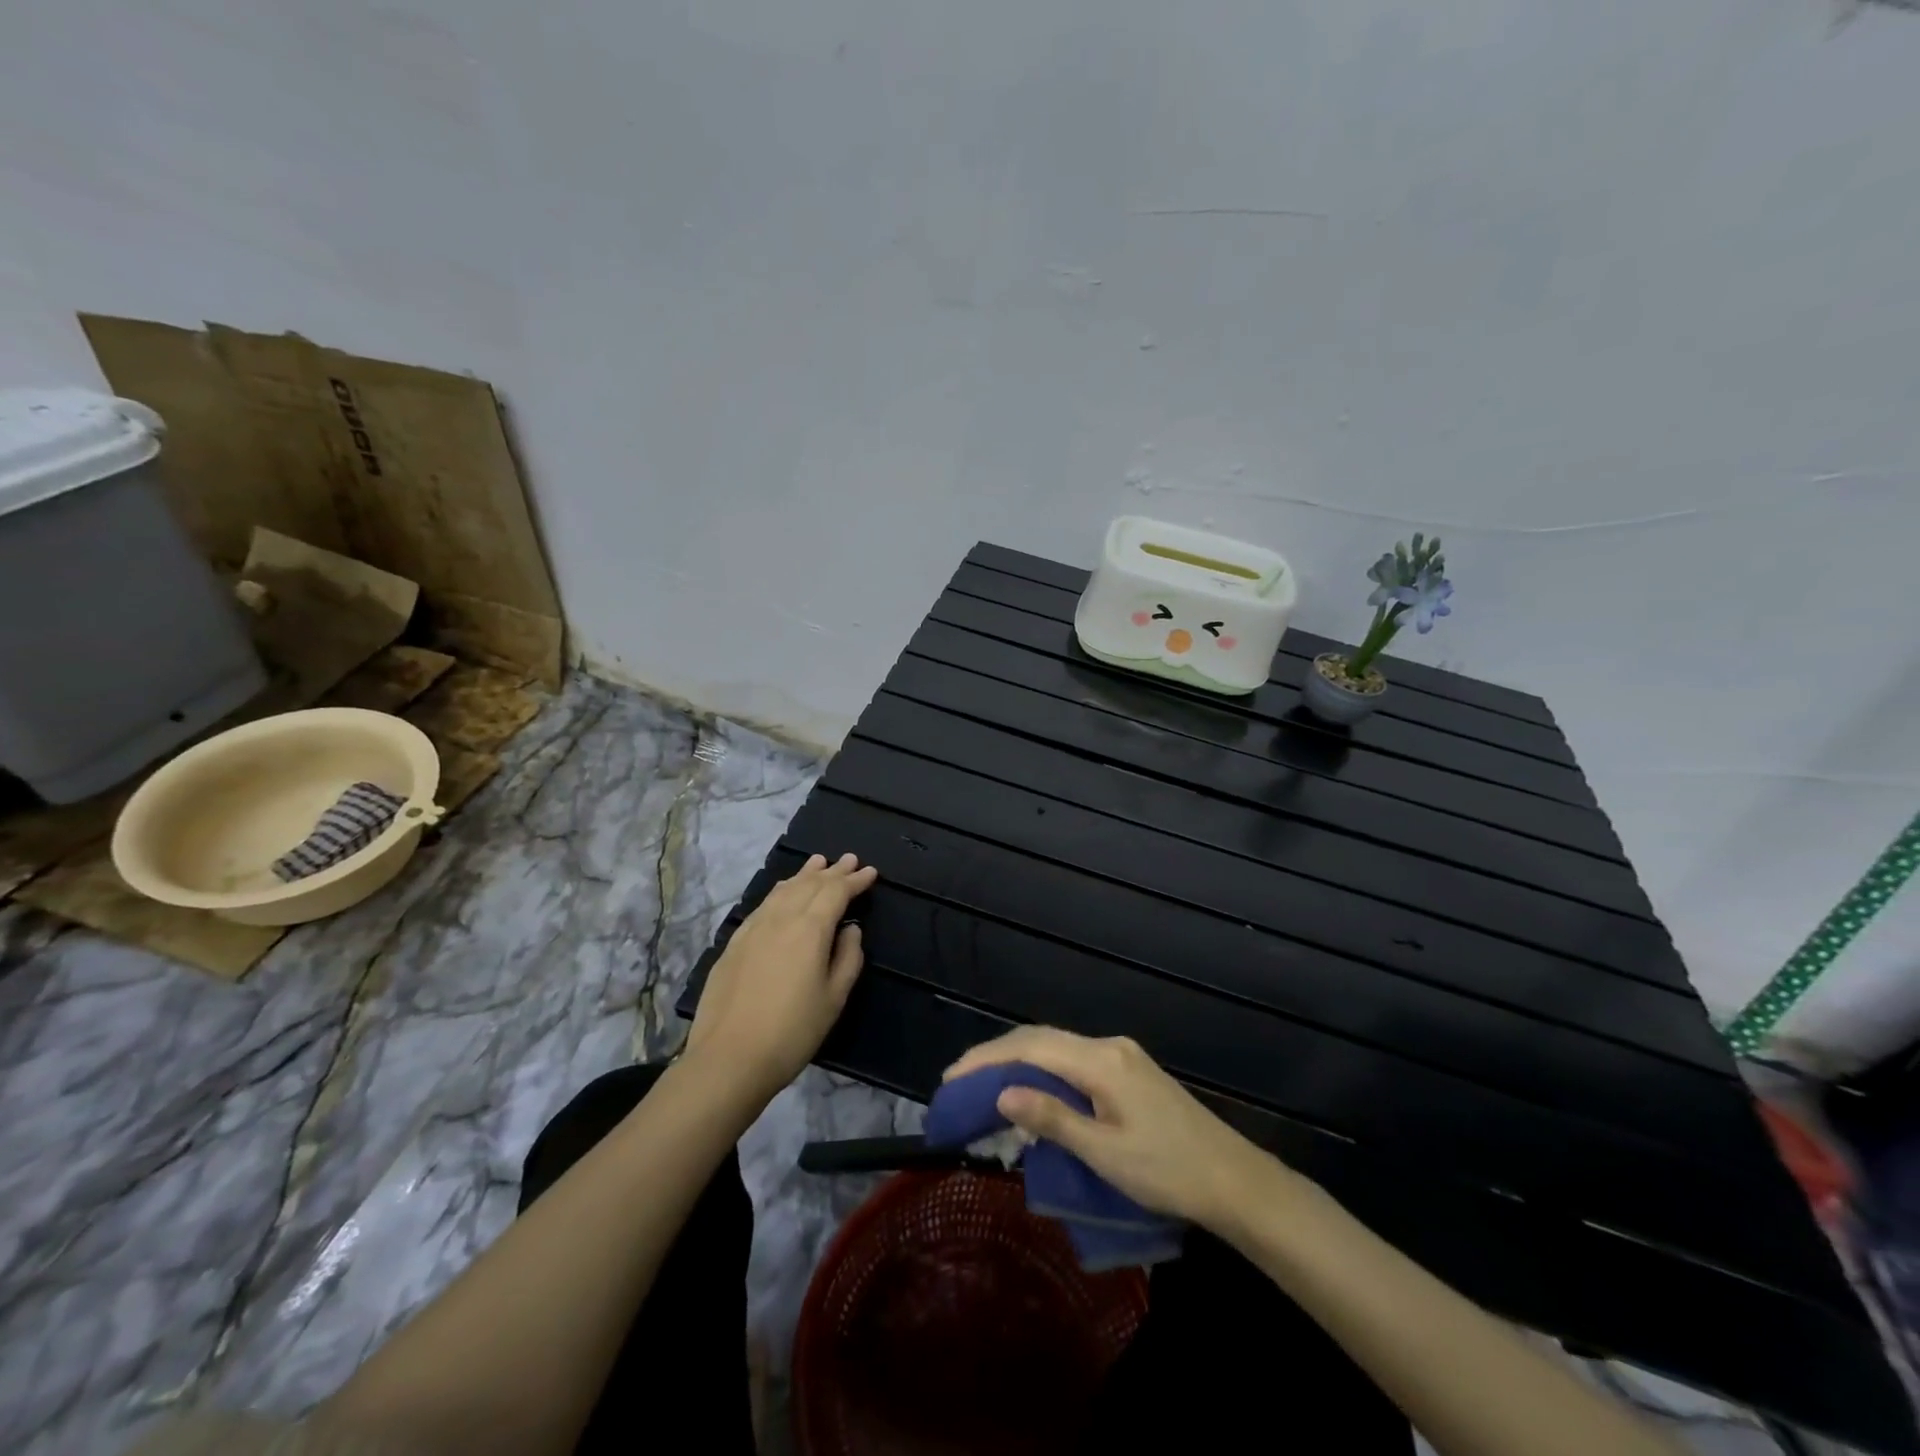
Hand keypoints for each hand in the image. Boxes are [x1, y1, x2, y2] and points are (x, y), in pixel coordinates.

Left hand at [684, 853, 877, 1103]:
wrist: (729, 1058)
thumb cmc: (792, 1031)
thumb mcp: (834, 998)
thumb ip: (848, 958)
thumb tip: (850, 931)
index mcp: (809, 929)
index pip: (836, 892)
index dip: (855, 881)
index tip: (871, 871)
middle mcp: (781, 918)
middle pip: (810, 884)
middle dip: (832, 871)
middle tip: (849, 859)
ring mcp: (753, 928)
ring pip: (783, 889)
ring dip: (804, 874)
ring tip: (818, 862)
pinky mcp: (734, 942)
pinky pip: (764, 903)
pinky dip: (781, 890)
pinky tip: (783, 891)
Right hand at [944, 1026, 1281, 1228]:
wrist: (1233, 1179)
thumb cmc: (1168, 1172)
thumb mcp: (1105, 1153)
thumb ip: (1052, 1118)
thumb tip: (1002, 1094)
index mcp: (1101, 1061)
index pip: (1032, 1048)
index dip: (988, 1059)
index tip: (952, 1078)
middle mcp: (1108, 1046)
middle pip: (1041, 1039)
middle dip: (997, 1056)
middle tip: (959, 1081)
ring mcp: (1121, 1055)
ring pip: (1057, 1047)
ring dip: (1019, 1061)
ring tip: (984, 1085)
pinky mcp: (1129, 1070)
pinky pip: (1073, 1059)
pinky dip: (1043, 1070)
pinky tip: (1031, 1091)